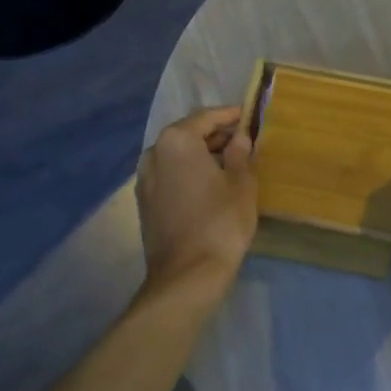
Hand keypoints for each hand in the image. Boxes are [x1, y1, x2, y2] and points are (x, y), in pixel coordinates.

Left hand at [137, 106, 257, 287]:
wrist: (187, 275)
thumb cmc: (220, 222)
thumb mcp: (241, 184)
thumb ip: (240, 154)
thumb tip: (239, 137)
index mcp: (176, 140)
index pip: (205, 117)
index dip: (228, 115)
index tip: (247, 114)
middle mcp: (153, 152)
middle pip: (186, 133)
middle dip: (213, 134)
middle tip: (241, 138)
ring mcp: (144, 178)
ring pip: (175, 154)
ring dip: (199, 153)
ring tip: (228, 161)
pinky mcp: (144, 201)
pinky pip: (168, 174)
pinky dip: (187, 171)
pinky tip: (207, 182)